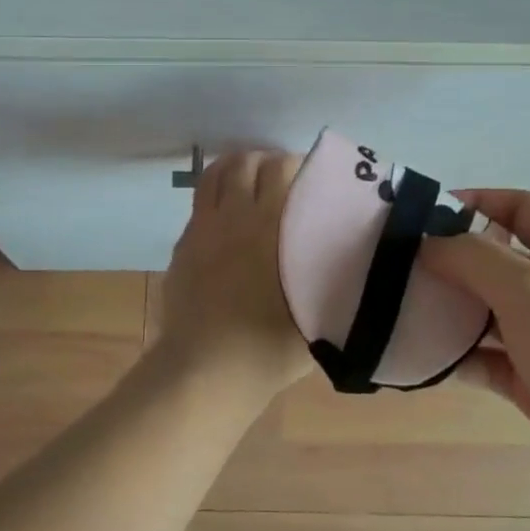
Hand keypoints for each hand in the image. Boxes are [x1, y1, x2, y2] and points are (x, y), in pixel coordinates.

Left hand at [153, 151, 311, 413]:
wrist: (207, 370)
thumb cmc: (269, 346)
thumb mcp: (319, 311)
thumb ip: (330, 276)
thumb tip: (348, 261)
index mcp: (269, 224)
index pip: (280, 168)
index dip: (295, 163)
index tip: (310, 175)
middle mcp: (232, 216)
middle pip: (244, 163)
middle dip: (264, 160)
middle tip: (281, 177)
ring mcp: (201, 229)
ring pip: (213, 177)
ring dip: (233, 169)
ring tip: (248, 180)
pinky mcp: (181, 247)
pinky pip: (198, 206)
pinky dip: (214, 199)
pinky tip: (225, 219)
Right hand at [418, 189, 529, 530]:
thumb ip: (473, 257)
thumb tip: (428, 243)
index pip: (519, 206)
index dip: (472, 202)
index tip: (416, 215)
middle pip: (497, 259)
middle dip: (448, 260)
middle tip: (394, 265)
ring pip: (489, 311)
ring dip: (448, 309)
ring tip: (396, 308)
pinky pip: (488, 358)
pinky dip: (458, 356)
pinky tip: (419, 357)